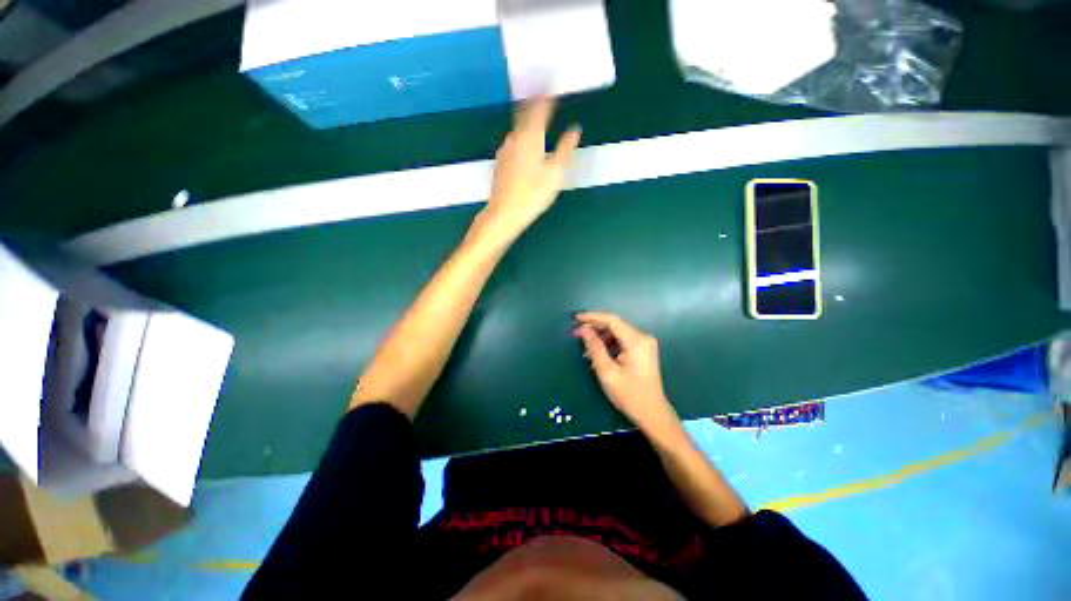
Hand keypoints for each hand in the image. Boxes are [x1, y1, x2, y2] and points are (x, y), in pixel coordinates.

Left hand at [475, 98, 581, 242]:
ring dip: (529, 119)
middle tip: (545, 92)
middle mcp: (515, 137)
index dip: (548, 93)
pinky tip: (526, 142)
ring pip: (519, 128)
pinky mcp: (500, 161)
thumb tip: (575, 129)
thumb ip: (566, 148)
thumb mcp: (556, 173)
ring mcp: (505, 149)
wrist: (504, 213)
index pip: (540, 107)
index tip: (554, 83)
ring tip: (538, 115)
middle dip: (536, 101)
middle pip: (526, 113)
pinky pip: (514, 141)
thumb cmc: (533, 194)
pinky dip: (522, 135)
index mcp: (531, 137)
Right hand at [574, 312, 680, 435]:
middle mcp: (643, 337)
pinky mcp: (643, 350)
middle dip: (595, 327)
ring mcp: (644, 343)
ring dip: (601, 337)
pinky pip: (622, 340)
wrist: (652, 414)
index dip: (592, 317)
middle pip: (615, 325)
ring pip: (617, 332)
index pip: (612, 320)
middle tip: (577, 334)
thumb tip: (583, 329)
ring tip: (585, 347)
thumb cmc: (629, 394)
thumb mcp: (607, 371)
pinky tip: (598, 353)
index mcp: (636, 340)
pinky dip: (609, 344)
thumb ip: (594, 347)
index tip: (576, 318)